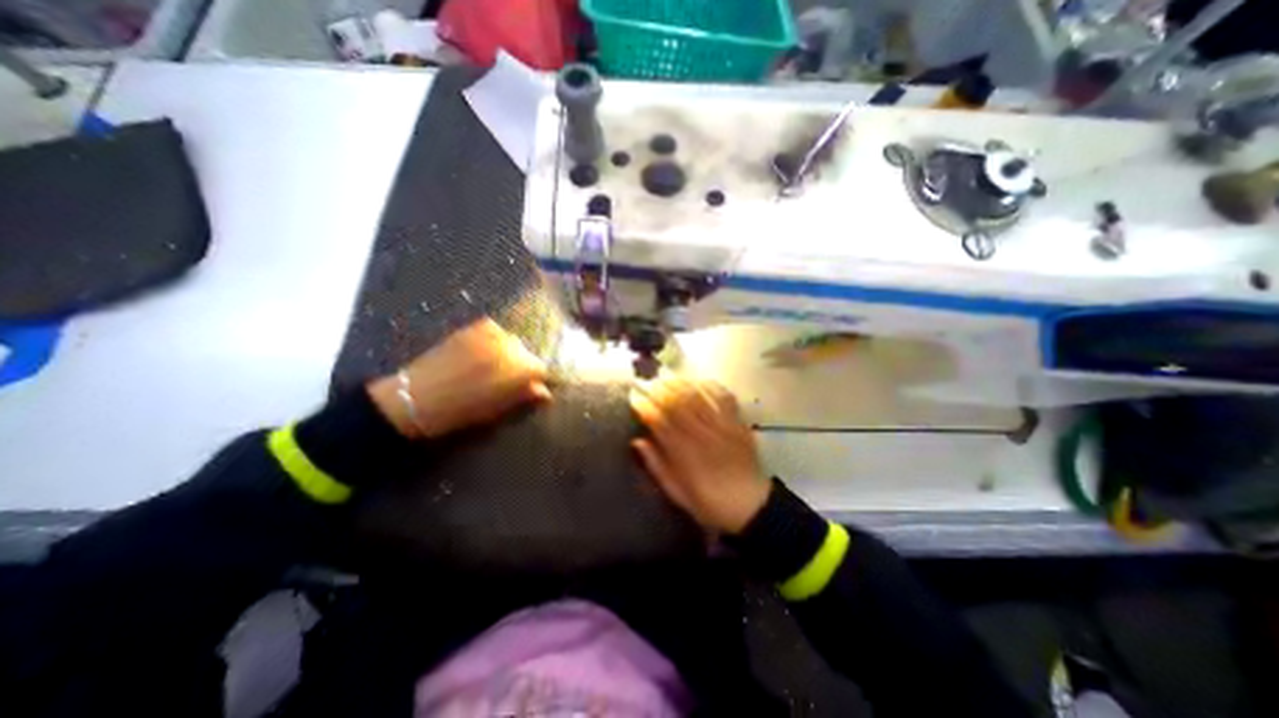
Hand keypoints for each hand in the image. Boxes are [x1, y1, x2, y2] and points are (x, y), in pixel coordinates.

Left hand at [368, 316, 552, 438]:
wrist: (417, 397)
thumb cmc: (463, 410)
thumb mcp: (499, 409)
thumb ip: (525, 396)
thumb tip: (545, 393)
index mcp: (521, 369)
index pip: (543, 368)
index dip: (539, 378)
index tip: (535, 385)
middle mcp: (512, 346)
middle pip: (528, 353)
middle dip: (524, 365)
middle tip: (512, 378)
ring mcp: (492, 334)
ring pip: (512, 341)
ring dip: (509, 352)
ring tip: (494, 364)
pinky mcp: (473, 328)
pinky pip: (494, 329)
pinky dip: (494, 339)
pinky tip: (483, 351)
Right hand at [629, 376, 768, 531]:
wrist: (751, 506)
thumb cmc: (709, 503)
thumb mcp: (676, 492)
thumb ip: (656, 466)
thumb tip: (637, 441)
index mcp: (683, 453)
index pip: (659, 421)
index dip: (645, 407)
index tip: (634, 397)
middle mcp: (701, 434)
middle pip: (677, 403)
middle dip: (660, 389)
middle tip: (648, 380)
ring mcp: (722, 426)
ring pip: (698, 397)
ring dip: (681, 384)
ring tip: (669, 376)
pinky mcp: (738, 423)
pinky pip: (725, 398)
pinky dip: (712, 387)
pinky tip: (701, 381)